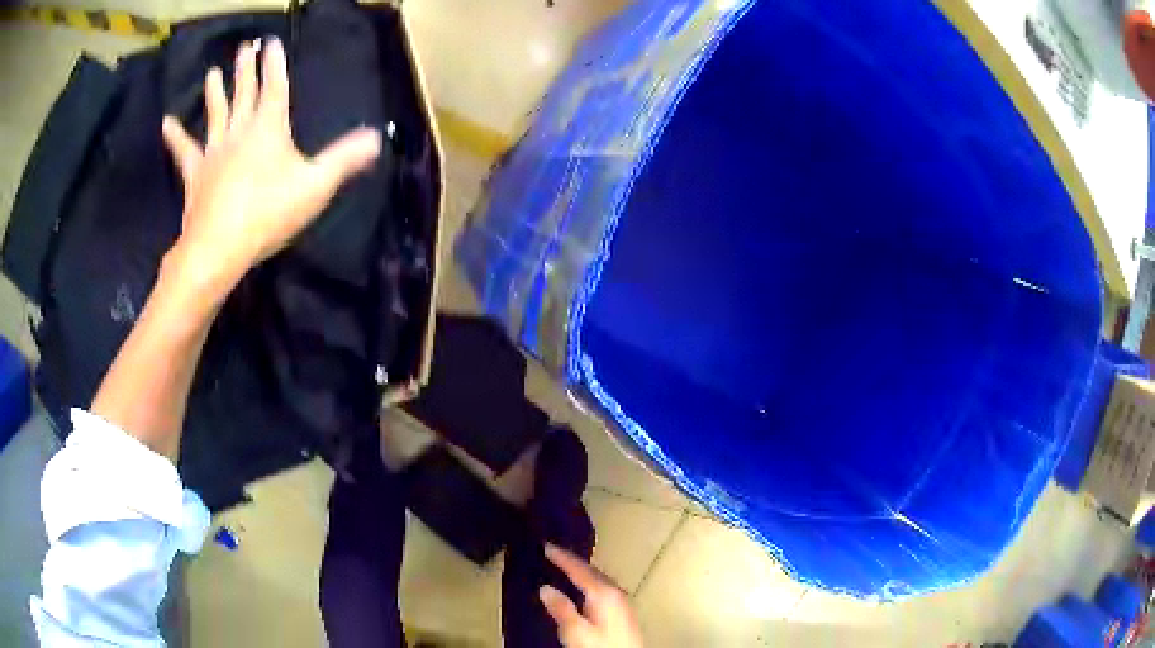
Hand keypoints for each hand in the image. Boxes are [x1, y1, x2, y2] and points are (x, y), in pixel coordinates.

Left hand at [161, 38, 380, 296]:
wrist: (218, 247)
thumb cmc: (268, 214)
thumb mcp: (315, 186)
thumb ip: (345, 159)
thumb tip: (377, 136)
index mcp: (269, 128)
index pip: (275, 86)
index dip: (275, 64)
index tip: (272, 43)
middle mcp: (240, 130)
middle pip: (244, 92)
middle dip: (245, 68)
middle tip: (244, 47)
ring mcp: (214, 151)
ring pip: (215, 113)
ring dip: (214, 92)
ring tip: (211, 73)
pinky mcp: (196, 174)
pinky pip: (184, 150)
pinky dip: (175, 136)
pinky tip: (167, 123)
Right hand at [539, 544, 644, 647]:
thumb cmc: (601, 647)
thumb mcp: (575, 632)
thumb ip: (561, 609)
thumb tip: (545, 588)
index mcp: (604, 593)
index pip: (580, 568)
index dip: (562, 556)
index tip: (545, 545)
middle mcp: (616, 592)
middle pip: (592, 571)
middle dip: (572, 562)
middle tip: (553, 554)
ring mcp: (623, 602)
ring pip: (599, 580)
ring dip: (582, 573)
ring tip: (564, 568)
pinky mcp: (624, 613)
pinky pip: (603, 588)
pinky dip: (590, 583)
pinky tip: (582, 590)